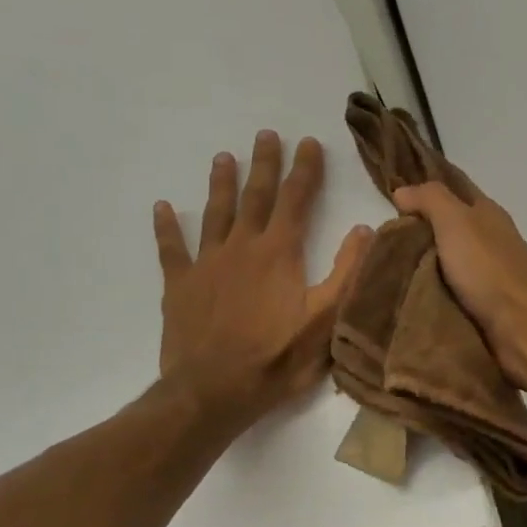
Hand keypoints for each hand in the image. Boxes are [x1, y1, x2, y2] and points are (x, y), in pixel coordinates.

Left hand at [154, 132, 371, 428]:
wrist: (213, 392)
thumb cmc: (278, 358)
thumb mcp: (327, 318)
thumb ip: (347, 271)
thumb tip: (364, 229)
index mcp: (279, 252)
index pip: (296, 199)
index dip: (304, 169)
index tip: (308, 142)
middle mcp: (241, 247)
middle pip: (255, 196)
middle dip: (264, 164)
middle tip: (266, 134)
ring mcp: (206, 264)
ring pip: (215, 213)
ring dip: (221, 184)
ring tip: (223, 157)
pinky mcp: (179, 286)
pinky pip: (171, 249)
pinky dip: (167, 227)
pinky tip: (162, 208)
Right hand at [392, 181, 526, 396]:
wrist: (520, 325)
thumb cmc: (488, 267)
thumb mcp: (456, 221)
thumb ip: (430, 199)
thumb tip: (402, 191)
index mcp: (487, 213)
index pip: (454, 190)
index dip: (425, 190)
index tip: (389, 196)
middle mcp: (490, 239)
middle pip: (448, 228)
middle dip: (417, 232)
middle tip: (378, 241)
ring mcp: (488, 273)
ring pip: (447, 261)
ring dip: (421, 265)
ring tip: (383, 271)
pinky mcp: (484, 304)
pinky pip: (450, 291)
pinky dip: (430, 291)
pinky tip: (406, 296)